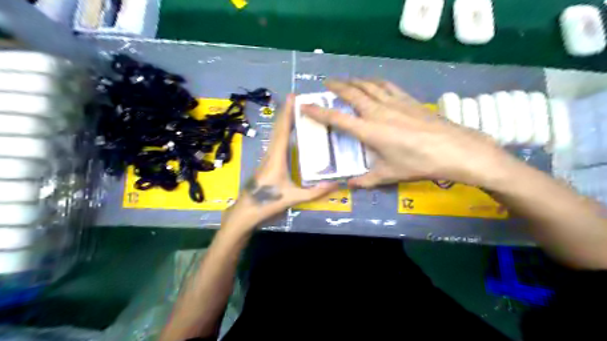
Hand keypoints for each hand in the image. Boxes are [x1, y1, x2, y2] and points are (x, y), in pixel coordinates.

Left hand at [223, 95, 336, 229]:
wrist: (245, 212)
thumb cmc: (267, 203)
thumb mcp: (293, 198)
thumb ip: (315, 192)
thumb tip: (337, 184)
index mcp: (276, 157)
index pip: (283, 130)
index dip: (287, 112)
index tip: (293, 96)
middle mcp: (271, 153)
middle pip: (279, 128)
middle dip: (287, 112)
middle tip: (298, 99)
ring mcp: (268, 158)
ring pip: (276, 134)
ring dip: (285, 121)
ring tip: (297, 112)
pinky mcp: (267, 163)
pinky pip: (276, 142)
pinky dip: (284, 132)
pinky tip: (290, 134)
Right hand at [301, 78, 523, 188]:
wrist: (454, 149)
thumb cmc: (418, 164)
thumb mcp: (389, 175)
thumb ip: (366, 180)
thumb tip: (350, 185)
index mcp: (369, 131)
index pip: (338, 119)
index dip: (319, 112)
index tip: (306, 105)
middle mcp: (378, 112)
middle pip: (352, 93)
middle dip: (337, 87)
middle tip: (326, 83)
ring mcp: (394, 102)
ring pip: (369, 85)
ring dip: (355, 81)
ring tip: (347, 80)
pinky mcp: (408, 100)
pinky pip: (386, 86)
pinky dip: (375, 82)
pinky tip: (373, 83)